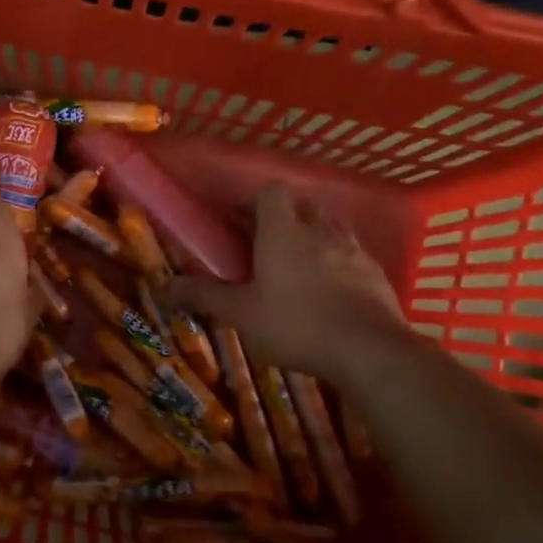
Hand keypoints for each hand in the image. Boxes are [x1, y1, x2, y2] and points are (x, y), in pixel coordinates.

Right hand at [169, 184, 404, 376]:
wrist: (369, 350)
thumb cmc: (296, 324)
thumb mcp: (241, 314)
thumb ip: (205, 296)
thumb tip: (166, 286)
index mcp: (283, 231)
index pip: (271, 192)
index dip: (254, 201)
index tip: (240, 221)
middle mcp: (320, 230)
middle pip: (302, 206)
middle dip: (284, 218)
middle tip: (266, 244)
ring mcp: (353, 250)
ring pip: (330, 228)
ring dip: (313, 237)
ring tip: (298, 265)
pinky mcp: (376, 273)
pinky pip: (352, 254)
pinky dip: (338, 262)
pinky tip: (330, 290)